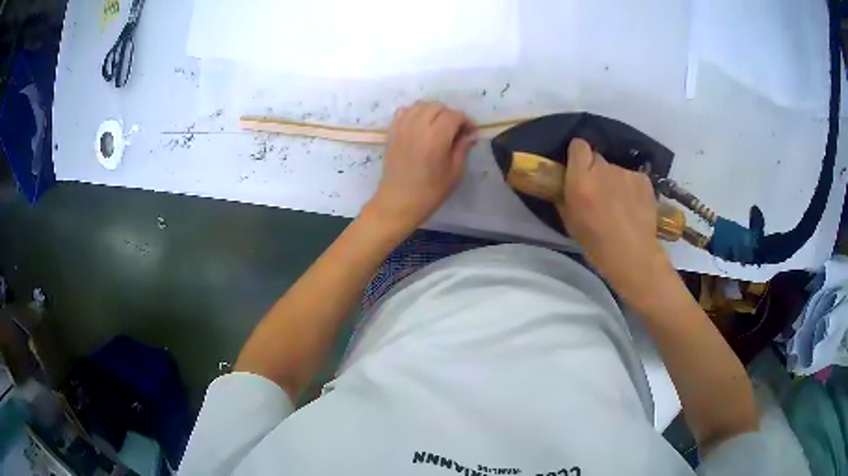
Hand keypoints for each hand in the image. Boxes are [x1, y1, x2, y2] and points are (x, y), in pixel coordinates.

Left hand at [367, 101, 476, 231]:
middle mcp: (418, 126)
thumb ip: (463, 148)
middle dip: (450, 115)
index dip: (466, 121)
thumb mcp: (454, 172)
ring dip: (433, 111)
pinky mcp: (392, 132)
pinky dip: (414, 113)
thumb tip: (470, 135)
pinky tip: (420, 125)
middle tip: (456, 130)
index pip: (455, 116)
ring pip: (421, 105)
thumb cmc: (430, 191)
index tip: (471, 132)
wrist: (399, 201)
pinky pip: (404, 111)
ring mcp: (402, 127)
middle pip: (438, 107)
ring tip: (438, 126)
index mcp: (436, 137)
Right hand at [557, 139, 673, 303]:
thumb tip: (564, 182)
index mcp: (581, 181)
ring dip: (613, 181)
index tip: (577, 167)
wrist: (633, 257)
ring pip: (615, 169)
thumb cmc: (596, 245)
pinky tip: (633, 206)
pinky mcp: (643, 179)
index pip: (578, 145)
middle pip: (596, 158)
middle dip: (595, 170)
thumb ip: (565, 195)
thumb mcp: (570, 222)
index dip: (577, 155)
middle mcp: (604, 170)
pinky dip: (630, 187)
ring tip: (618, 204)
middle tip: (598, 191)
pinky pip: (631, 177)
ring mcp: (626, 173)